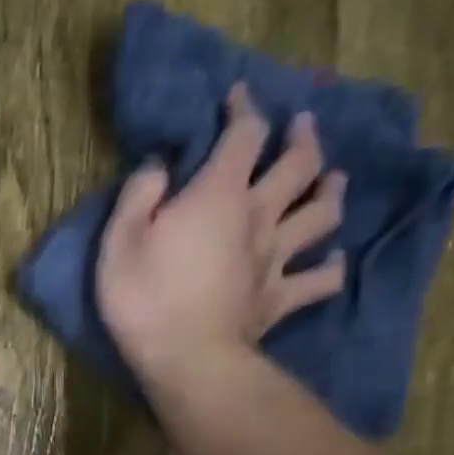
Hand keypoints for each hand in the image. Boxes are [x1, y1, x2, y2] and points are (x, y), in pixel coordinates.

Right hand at [96, 84, 346, 395]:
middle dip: (303, 137)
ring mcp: (277, 258)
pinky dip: (332, 266)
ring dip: (331, 190)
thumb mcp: (119, 241)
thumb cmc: (144, 298)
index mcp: (218, 196)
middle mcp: (259, 216)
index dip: (244, 109)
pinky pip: (321, 278)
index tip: (238, 95)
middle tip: (303, 124)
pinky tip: (334, 260)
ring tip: (333, 179)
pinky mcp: (282, 297)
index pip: (243, 135)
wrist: (186, 359)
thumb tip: (160, 167)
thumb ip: (139, 196)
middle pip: (299, 165)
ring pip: (322, 213)